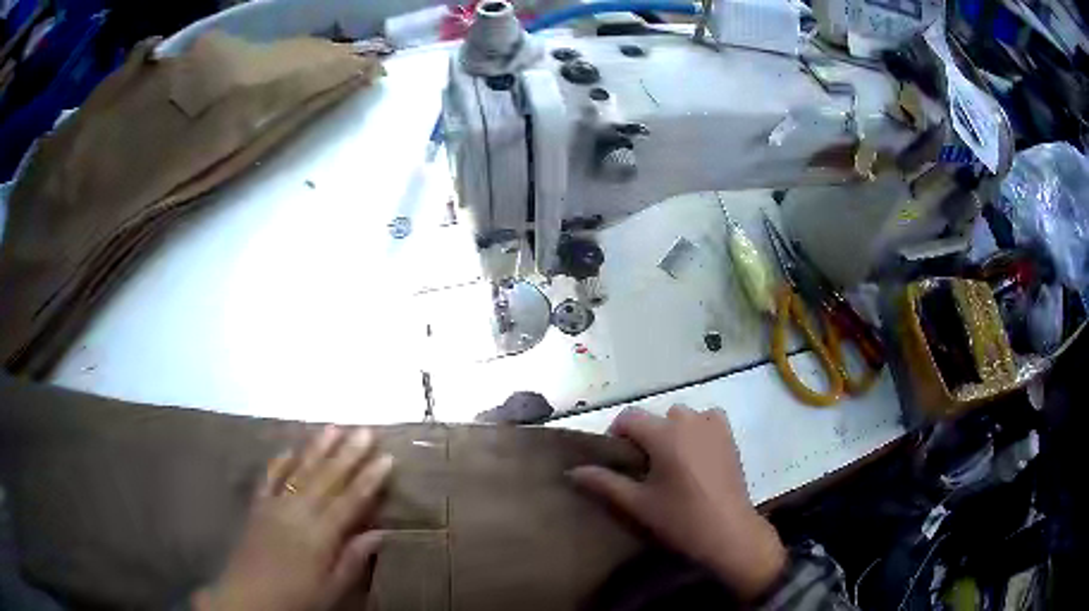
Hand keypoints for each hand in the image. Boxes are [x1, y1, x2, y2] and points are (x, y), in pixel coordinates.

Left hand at [195, 426, 393, 610]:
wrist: (249, 597)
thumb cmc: (297, 597)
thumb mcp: (332, 587)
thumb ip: (353, 558)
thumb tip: (381, 532)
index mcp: (320, 535)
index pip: (350, 501)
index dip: (370, 479)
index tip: (387, 457)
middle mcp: (298, 512)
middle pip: (327, 478)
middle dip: (348, 453)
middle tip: (365, 430)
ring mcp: (275, 505)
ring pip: (300, 471)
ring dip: (318, 448)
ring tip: (334, 427)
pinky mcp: (258, 506)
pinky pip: (269, 478)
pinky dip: (280, 462)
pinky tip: (289, 448)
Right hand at [570, 406, 785, 600]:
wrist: (728, 531)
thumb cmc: (680, 518)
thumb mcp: (637, 503)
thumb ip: (604, 482)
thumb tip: (572, 471)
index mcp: (663, 434)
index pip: (628, 417)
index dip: (616, 435)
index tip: (618, 461)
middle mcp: (688, 420)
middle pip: (655, 417)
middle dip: (645, 436)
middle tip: (643, 469)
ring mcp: (713, 425)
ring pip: (681, 417)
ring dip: (671, 431)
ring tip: (671, 463)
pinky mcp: (729, 436)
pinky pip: (708, 419)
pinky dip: (698, 428)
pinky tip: (696, 453)